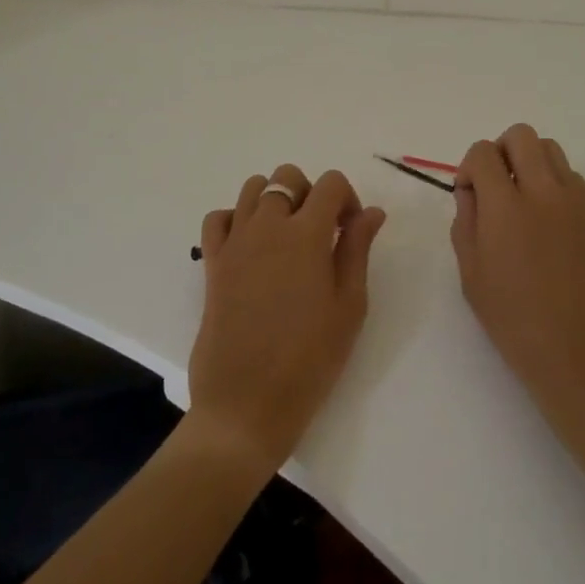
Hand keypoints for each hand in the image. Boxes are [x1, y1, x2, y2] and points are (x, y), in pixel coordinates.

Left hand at [188, 166, 386, 473]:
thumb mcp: (349, 306)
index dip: (347, 199)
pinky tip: (251, 247)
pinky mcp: (212, 262)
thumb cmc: (308, 360)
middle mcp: (268, 225)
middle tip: (320, 233)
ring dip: (274, 200)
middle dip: (309, 193)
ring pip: (253, 188)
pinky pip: (219, 218)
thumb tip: (372, 212)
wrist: (246, 406)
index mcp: (306, 233)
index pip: (330, 184)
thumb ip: (358, 249)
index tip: (350, 231)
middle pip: (287, 177)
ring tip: (286, 237)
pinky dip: (236, 219)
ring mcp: (235, 242)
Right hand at [452, 126, 584, 422]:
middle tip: (495, 187)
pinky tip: (547, 220)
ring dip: (529, 161)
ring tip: (522, 199)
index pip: (483, 153)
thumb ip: (465, 220)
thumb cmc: (515, 322)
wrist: (580, 355)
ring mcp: (575, 200)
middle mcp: (543, 191)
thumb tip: (472, 190)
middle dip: (500, 151)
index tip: (469, 195)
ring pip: (550, 148)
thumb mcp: (471, 274)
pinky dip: (554, 182)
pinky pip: (571, 176)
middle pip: (520, 135)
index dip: (469, 167)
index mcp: (506, 207)